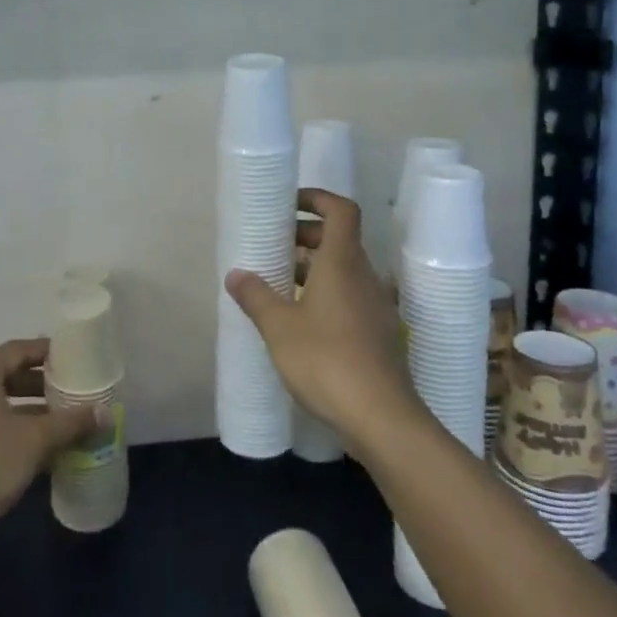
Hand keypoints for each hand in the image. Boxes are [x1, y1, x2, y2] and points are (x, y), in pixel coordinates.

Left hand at [0, 339, 98, 541]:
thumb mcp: (34, 441)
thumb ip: (70, 423)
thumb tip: (105, 411)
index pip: (16, 349)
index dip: (45, 350)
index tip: (73, 358)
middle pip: (8, 378)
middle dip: (41, 385)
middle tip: (73, 393)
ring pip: (1, 411)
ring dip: (31, 416)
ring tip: (65, 426)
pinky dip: (17, 439)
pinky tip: (42, 458)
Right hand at [226, 190, 426, 447]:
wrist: (381, 417)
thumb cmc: (326, 359)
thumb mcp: (279, 327)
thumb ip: (256, 296)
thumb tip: (235, 274)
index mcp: (342, 262)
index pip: (341, 210)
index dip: (317, 198)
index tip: (289, 204)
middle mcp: (364, 276)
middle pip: (340, 239)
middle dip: (307, 236)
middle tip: (274, 247)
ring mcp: (376, 306)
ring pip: (345, 271)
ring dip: (315, 268)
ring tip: (281, 284)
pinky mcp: (379, 334)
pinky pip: (351, 297)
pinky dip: (327, 295)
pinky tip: (302, 321)